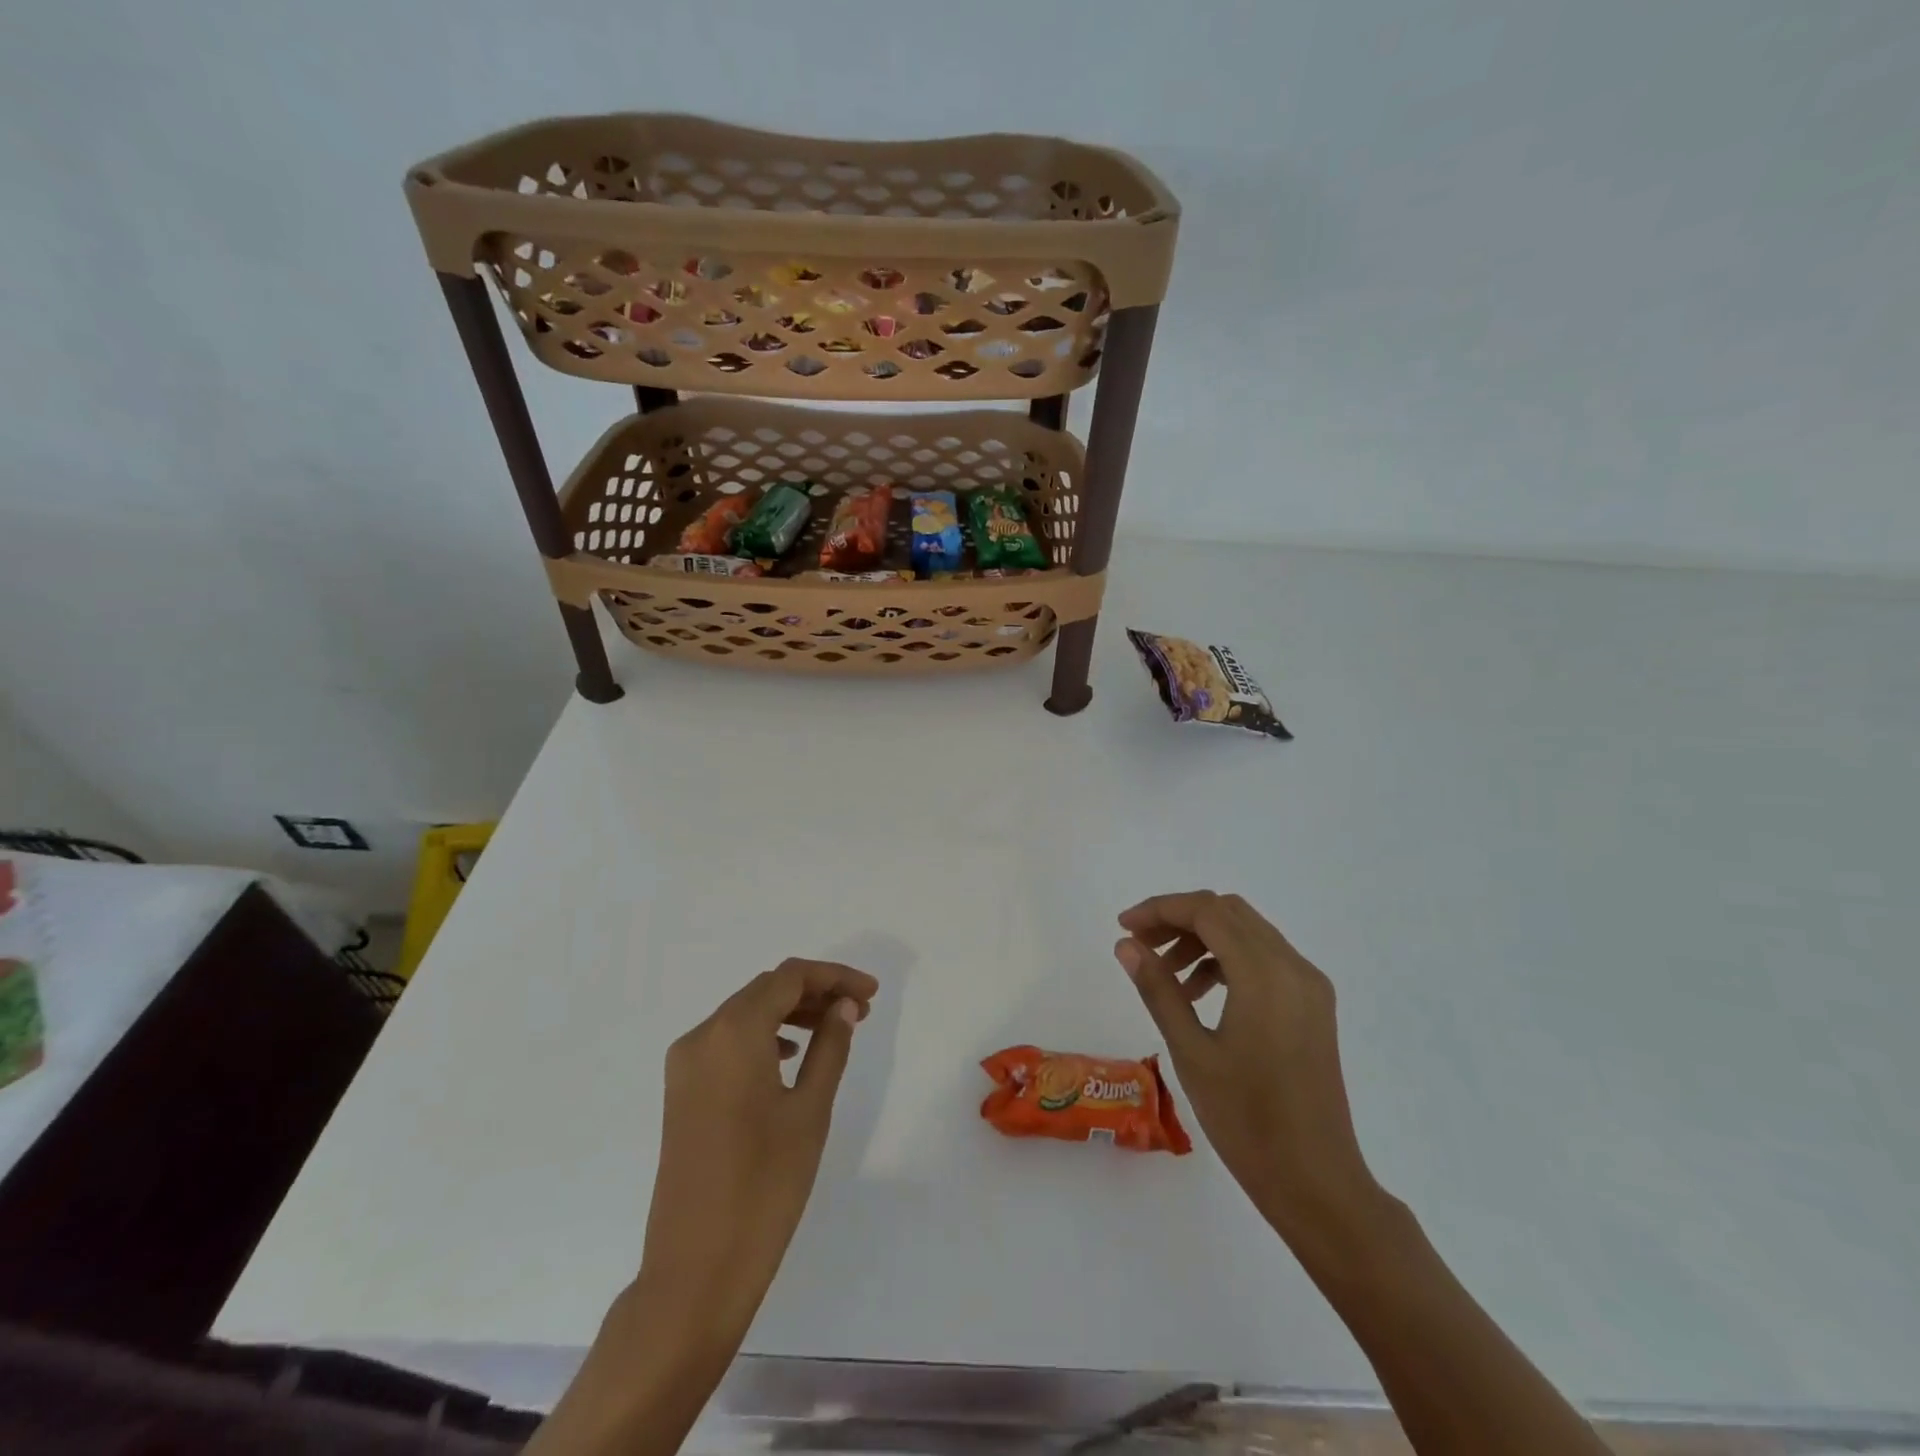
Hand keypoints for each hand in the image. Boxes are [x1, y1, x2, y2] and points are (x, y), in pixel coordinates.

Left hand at [639, 958, 877, 1334]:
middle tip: (860, 1011)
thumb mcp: (810, 1111)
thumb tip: (844, 1007)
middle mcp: (702, 1036)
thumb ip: (830, 1048)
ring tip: (834, 1030)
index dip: (834, 976)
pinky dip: (764, 1037)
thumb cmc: (764, 1187)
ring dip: (791, 1013)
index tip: (872, 994)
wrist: (696, 1271)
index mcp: (732, 1033)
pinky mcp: (682, 1092)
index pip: (789, 977)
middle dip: (814, 992)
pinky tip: (792, 1057)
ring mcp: (686, 1065)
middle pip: (765, 990)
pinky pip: (727, 1042)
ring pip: (745, 1014)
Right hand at [1116, 892, 1380, 1247]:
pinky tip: (1201, 994)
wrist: (1316, 1182)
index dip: (1160, 909)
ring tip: (1167, 976)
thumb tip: (1126, 945)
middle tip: (1141, 946)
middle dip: (1180, 919)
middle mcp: (1294, 967)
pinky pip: (1265, 959)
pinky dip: (1228, 960)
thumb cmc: (1246, 1120)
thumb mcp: (1191, 1051)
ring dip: (1203, 939)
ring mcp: (1309, 986)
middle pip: (1228, 913)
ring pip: (1247, 932)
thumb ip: (1158, 989)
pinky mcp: (1314, 1005)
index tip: (1124, 928)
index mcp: (1265, 974)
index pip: (1207, 911)